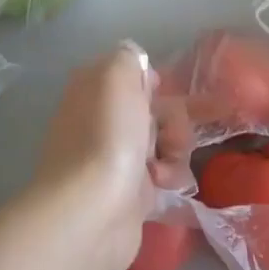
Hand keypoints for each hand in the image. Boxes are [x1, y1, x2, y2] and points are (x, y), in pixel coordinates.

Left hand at [15, 44, 172, 269]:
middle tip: (171, 135)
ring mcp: (114, 155)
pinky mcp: (129, 191)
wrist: (92, 211)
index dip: (152, 81)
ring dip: (176, 148)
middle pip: (153, 107)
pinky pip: (163, 173)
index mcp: (93, 87)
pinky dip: (169, 176)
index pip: (131, 72)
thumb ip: (128, 57)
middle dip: (173, 118)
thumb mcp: (117, 74)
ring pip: (163, 140)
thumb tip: (136, 64)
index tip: (161, 92)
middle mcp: (100, 118)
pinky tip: (164, 184)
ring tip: (166, 166)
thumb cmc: (107, 136)